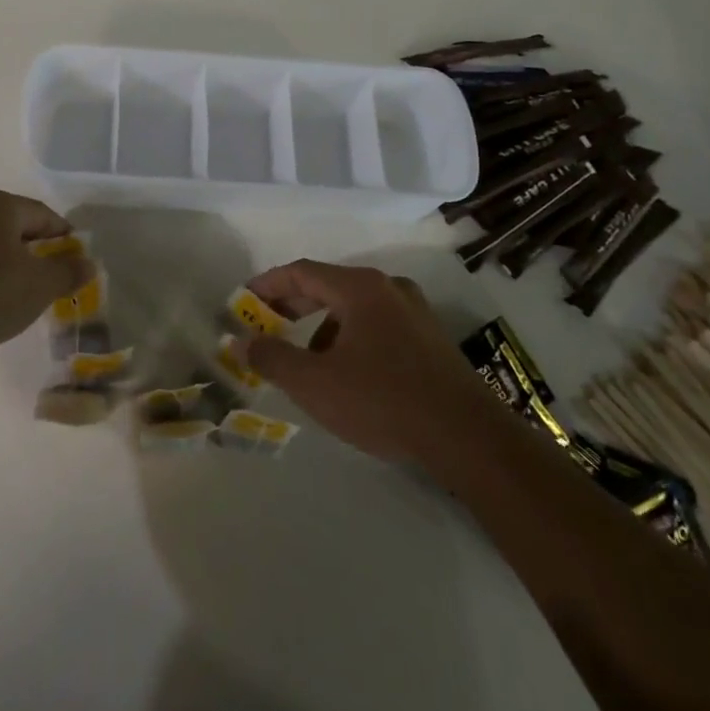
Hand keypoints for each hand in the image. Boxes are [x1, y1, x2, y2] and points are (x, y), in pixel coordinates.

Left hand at [0, 185, 92, 366]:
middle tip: (46, 269)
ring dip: (2, 252)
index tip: (73, 255)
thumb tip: (89, 262)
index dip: (62, 235)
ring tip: (16, 281)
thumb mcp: (40, 286)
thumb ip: (68, 271)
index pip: (42, 214)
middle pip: (10, 220)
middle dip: (31, 242)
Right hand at [241, 260, 482, 462]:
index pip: (302, 272)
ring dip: (322, 326)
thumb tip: (241, 340)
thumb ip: (272, 357)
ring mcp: (415, 312)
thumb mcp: (315, 383)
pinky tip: (348, 374)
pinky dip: (350, 337)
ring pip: (354, 308)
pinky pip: (377, 325)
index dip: (268, 284)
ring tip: (306, 360)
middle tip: (265, 324)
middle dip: (292, 305)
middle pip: (328, 286)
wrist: (468, 438)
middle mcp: (388, 288)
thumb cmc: (383, 401)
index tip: (243, 299)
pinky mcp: (431, 339)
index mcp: (360, 288)